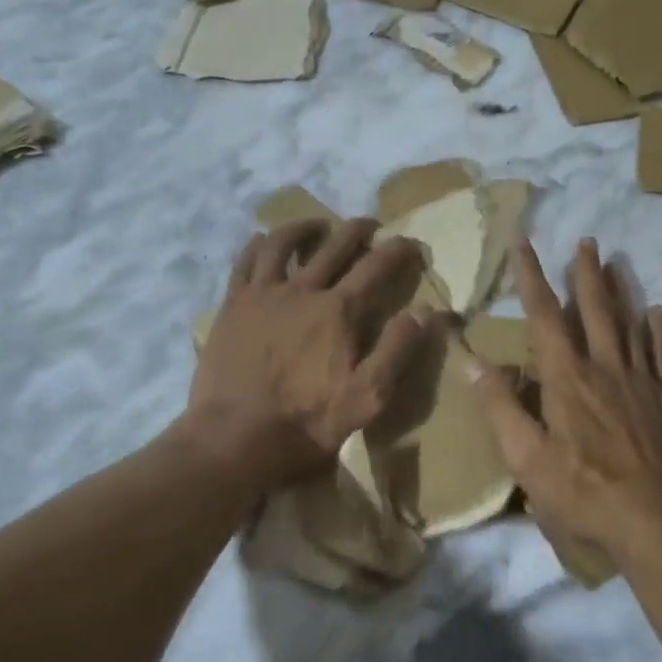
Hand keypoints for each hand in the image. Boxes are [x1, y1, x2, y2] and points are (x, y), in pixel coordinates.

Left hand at [188, 217, 435, 486]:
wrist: (235, 437)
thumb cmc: (307, 421)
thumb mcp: (368, 396)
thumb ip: (398, 350)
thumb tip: (428, 311)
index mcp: (339, 311)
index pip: (376, 267)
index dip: (397, 250)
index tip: (410, 242)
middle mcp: (302, 290)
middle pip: (334, 246)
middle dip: (356, 230)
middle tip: (369, 225)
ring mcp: (263, 294)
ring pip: (284, 244)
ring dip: (305, 228)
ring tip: (317, 226)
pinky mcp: (233, 306)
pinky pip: (246, 262)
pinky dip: (258, 245)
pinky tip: (263, 241)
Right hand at [469, 238, 661, 569]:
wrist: (656, 523)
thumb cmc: (582, 493)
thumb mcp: (526, 458)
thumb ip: (501, 407)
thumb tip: (472, 362)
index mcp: (567, 379)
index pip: (545, 316)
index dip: (533, 278)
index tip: (525, 243)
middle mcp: (606, 369)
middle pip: (596, 310)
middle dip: (586, 274)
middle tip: (587, 241)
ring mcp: (642, 384)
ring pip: (631, 325)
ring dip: (622, 292)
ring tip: (618, 263)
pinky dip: (660, 333)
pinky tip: (658, 315)